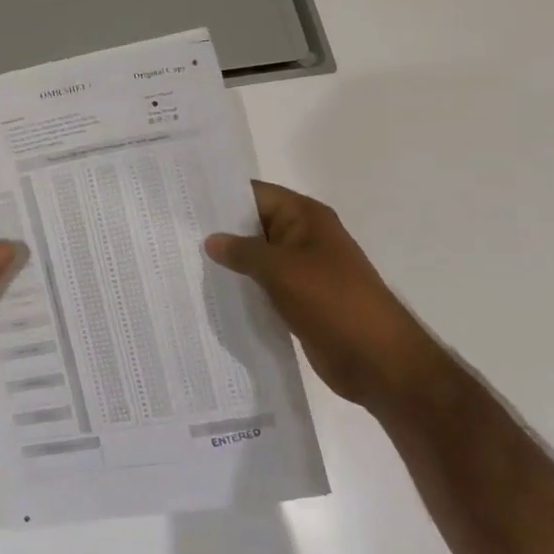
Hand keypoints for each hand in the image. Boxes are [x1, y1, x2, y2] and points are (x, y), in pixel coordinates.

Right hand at [206, 181, 441, 414]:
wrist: (379, 360)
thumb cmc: (332, 302)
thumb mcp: (281, 270)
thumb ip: (243, 252)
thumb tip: (211, 240)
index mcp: (305, 217)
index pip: (255, 193)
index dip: (221, 195)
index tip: (183, 200)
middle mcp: (303, 237)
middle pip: (254, 224)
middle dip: (219, 230)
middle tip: (174, 233)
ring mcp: (303, 270)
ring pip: (257, 257)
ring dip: (230, 262)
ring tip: (183, 261)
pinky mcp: (300, 299)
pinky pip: (264, 285)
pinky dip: (243, 287)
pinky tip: (212, 293)